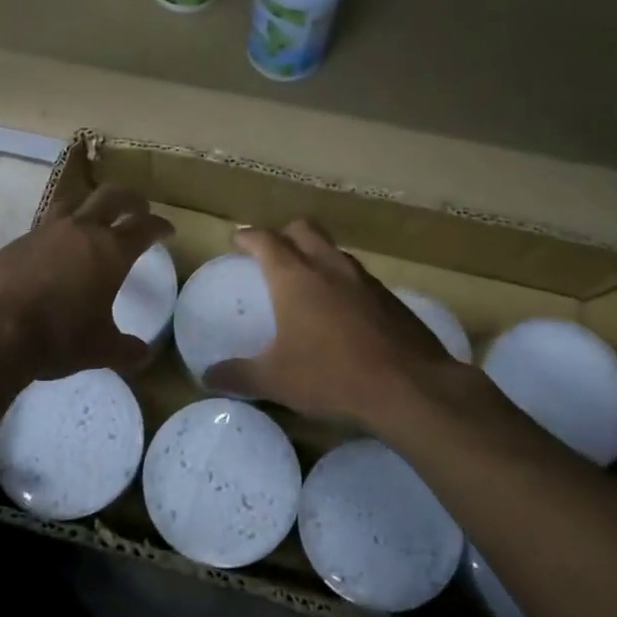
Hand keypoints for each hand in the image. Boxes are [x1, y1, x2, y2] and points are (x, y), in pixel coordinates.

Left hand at [0, 185, 173, 382]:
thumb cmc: (57, 337)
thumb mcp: (99, 349)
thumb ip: (125, 349)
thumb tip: (142, 353)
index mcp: (110, 250)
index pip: (144, 227)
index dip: (159, 226)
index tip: (167, 230)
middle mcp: (80, 230)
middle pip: (112, 197)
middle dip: (130, 199)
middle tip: (139, 207)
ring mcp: (45, 231)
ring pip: (75, 201)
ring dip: (91, 205)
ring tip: (95, 217)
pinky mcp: (17, 241)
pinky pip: (46, 224)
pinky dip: (59, 230)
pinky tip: (56, 249)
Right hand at [205, 220, 460, 422]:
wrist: (409, 386)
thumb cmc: (331, 376)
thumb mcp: (275, 380)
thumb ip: (238, 375)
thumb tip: (207, 376)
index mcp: (294, 277)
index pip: (265, 241)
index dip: (248, 237)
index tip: (238, 240)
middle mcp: (328, 266)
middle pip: (303, 229)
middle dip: (284, 235)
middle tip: (273, 253)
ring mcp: (364, 279)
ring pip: (334, 250)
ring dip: (317, 256)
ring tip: (308, 281)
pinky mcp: (390, 297)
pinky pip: (358, 276)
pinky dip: (343, 282)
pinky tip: (343, 310)